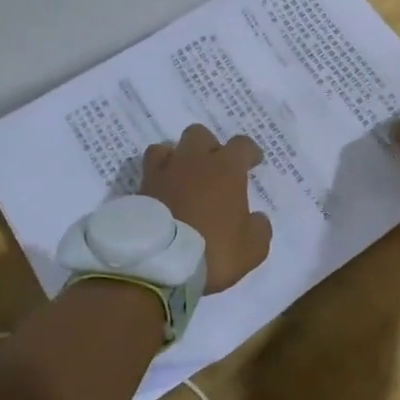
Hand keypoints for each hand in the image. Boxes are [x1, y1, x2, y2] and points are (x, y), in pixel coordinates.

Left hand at [140, 125, 273, 293]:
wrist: (159, 264)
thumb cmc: (213, 250)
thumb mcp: (253, 248)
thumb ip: (259, 227)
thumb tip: (256, 218)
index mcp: (225, 168)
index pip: (242, 144)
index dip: (249, 152)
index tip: (253, 162)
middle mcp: (193, 161)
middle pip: (200, 135)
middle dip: (209, 147)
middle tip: (214, 169)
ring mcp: (163, 172)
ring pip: (167, 147)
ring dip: (176, 158)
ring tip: (181, 178)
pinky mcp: (140, 189)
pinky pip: (149, 173)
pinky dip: (157, 180)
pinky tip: (162, 195)